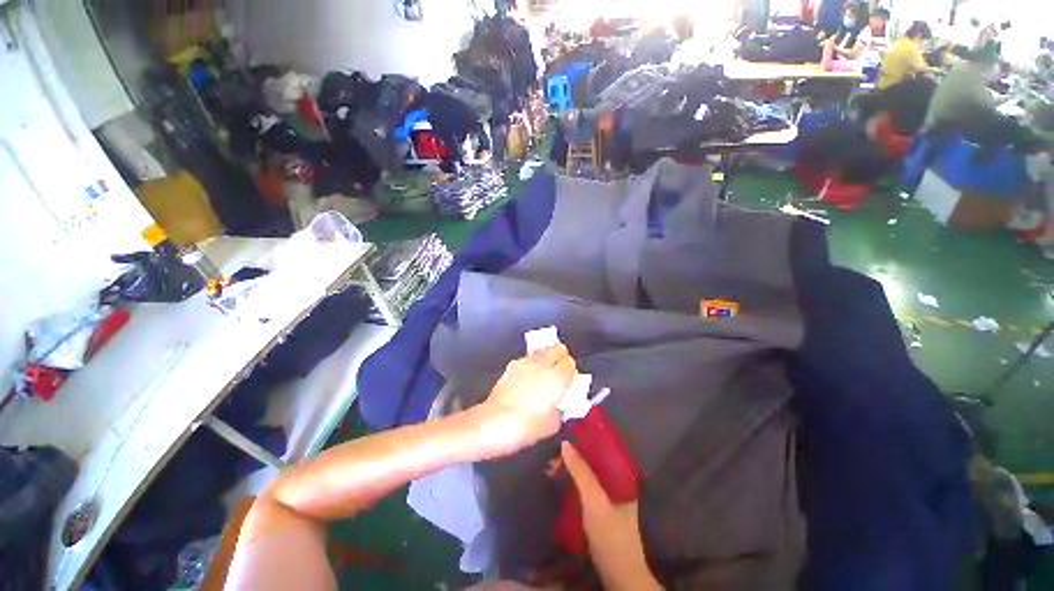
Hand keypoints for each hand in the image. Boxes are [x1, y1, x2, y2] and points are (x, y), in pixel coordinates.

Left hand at [477, 345, 576, 456]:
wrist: (494, 422)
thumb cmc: (527, 425)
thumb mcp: (552, 424)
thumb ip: (560, 409)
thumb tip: (557, 404)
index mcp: (558, 377)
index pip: (571, 363)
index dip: (571, 372)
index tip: (569, 382)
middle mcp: (543, 364)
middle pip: (558, 348)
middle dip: (561, 358)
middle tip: (559, 373)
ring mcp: (526, 362)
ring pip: (542, 350)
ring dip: (546, 359)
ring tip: (542, 374)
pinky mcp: (512, 365)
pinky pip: (527, 359)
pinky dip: (531, 364)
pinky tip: (527, 379)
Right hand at [561, 442, 661, 590]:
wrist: (619, 577)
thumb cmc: (611, 535)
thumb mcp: (595, 501)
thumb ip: (581, 472)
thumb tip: (565, 444)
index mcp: (624, 477)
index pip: (604, 449)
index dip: (586, 441)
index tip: (567, 436)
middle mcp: (618, 483)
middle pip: (594, 461)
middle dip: (575, 456)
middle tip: (555, 455)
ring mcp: (610, 498)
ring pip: (589, 474)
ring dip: (572, 469)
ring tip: (554, 464)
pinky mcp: (602, 510)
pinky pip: (586, 488)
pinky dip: (574, 482)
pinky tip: (562, 480)